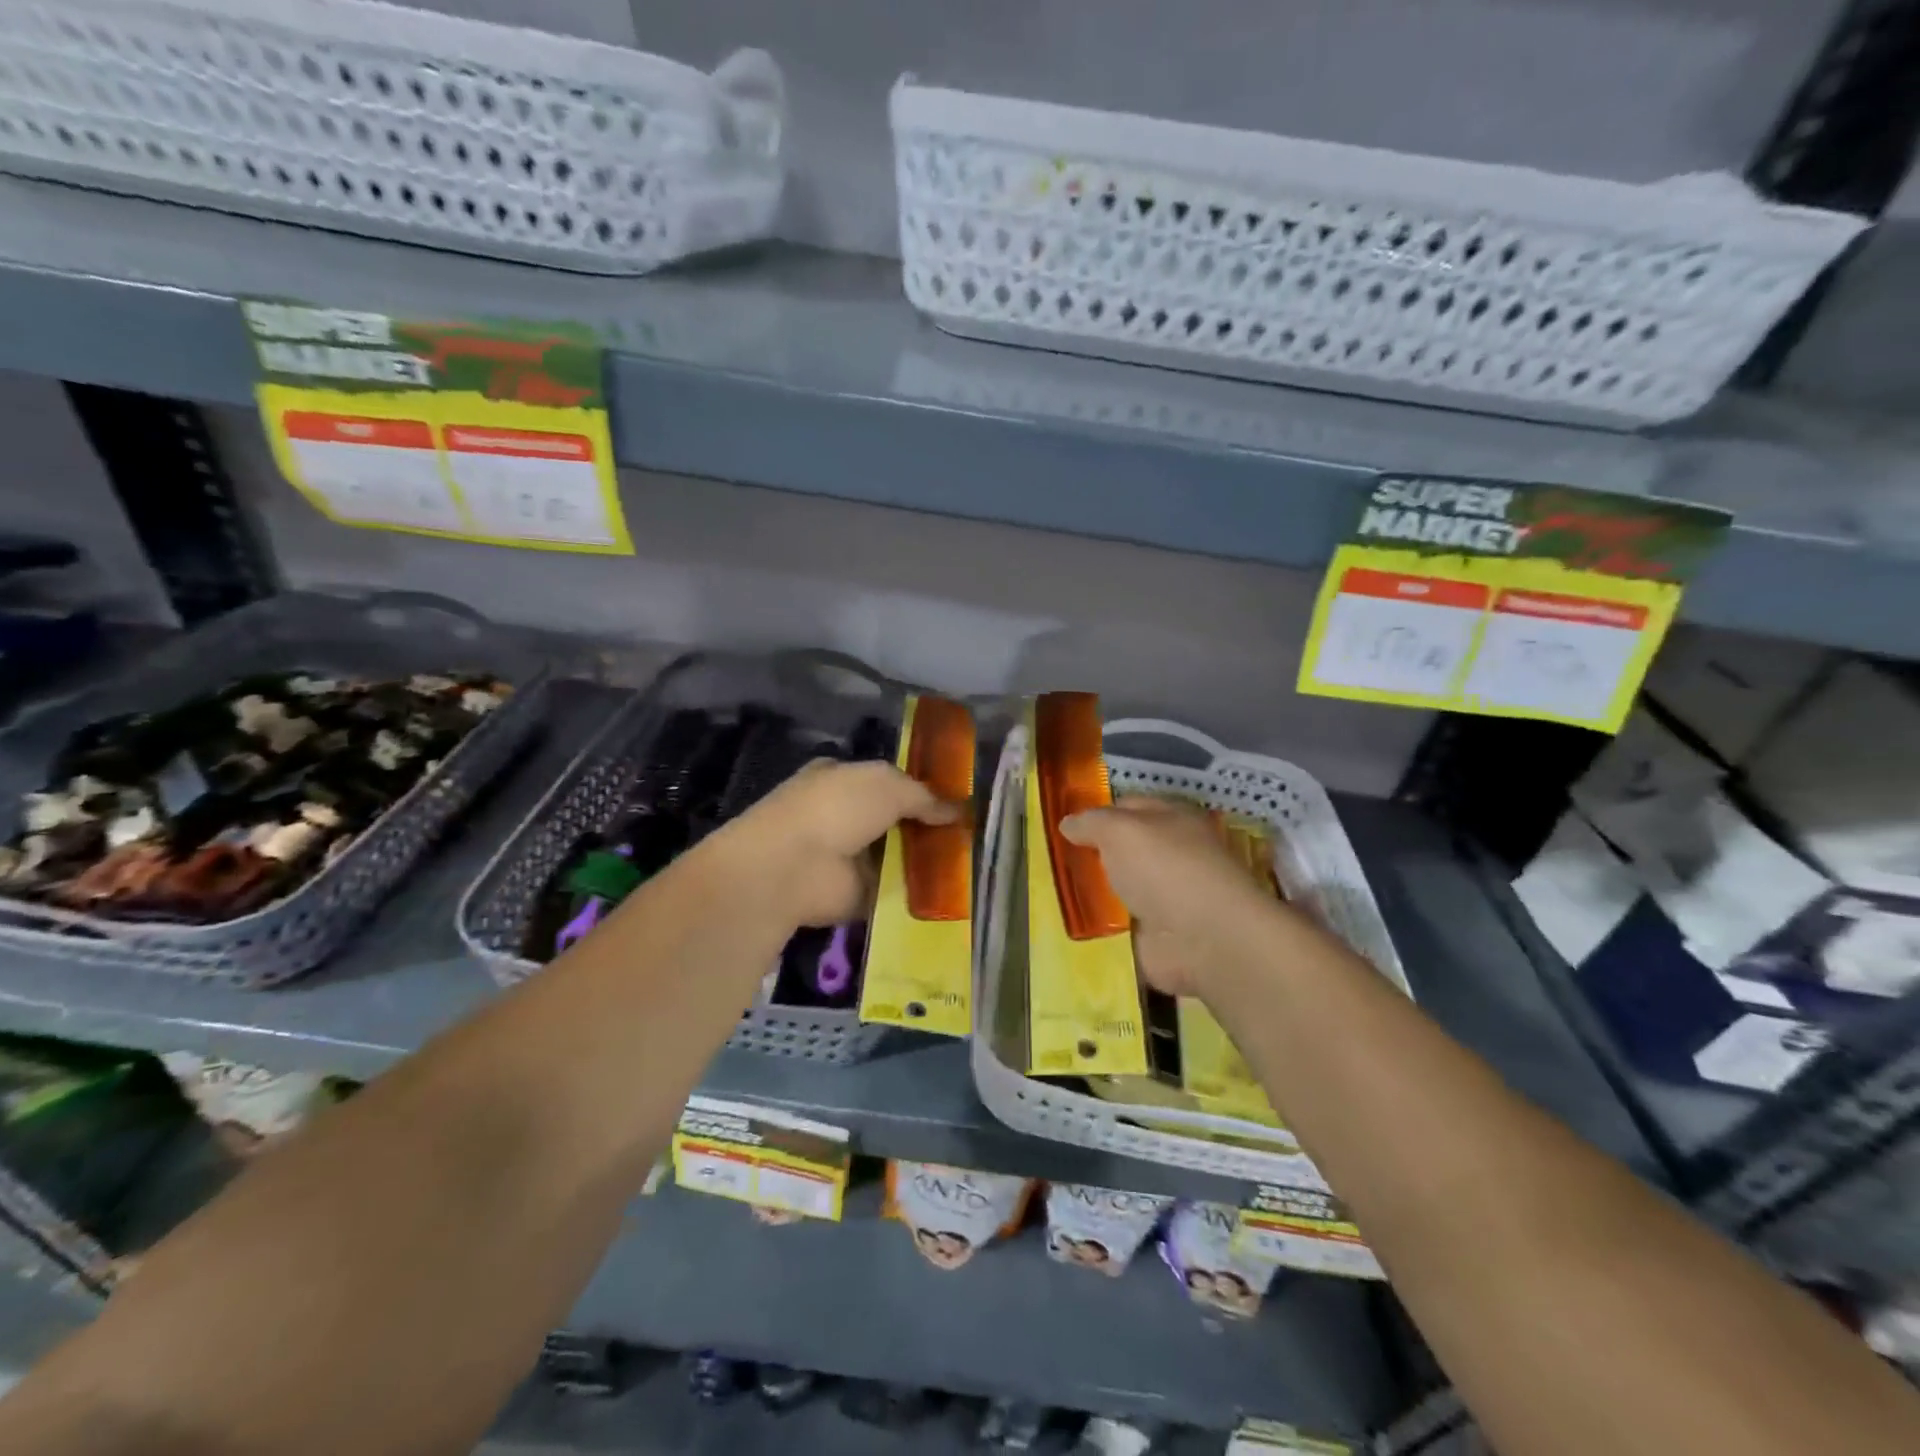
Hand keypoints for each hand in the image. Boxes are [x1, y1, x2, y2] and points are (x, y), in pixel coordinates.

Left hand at [716, 759, 961, 927]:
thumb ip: (923, 796)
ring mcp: (847, 857)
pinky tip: (951, 894)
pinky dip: (916, 894)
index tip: (954, 801)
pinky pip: (893, 891)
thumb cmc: (836, 808)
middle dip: (926, 828)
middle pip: (893, 820)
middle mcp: (842, 815)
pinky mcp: (854, 894)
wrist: (792, 867)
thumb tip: (957, 810)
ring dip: (924, 862)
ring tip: (970, 864)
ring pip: (895, 857)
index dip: (918, 789)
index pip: (885, 781)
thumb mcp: (887, 785)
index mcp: (842, 778)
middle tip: (969, 836)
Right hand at [1060, 797, 1280, 998]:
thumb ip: (1091, 823)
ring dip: (1093, 892)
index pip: (1127, 807)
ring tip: (1053, 893)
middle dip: (1091, 855)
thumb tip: (1068, 823)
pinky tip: (1070, 925)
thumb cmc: (1165, 868)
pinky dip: (1099, 928)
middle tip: (1052, 860)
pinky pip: (1118, 926)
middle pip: (1122, 850)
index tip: (1063, 827)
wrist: (1204, 939)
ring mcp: (1166, 897)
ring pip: (1118, 888)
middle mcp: (1171, 855)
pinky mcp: (1158, 935)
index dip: (1096, 814)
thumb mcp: (1119, 829)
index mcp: (1172, 819)